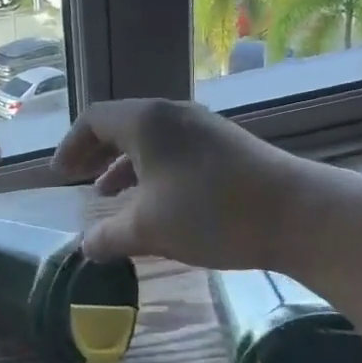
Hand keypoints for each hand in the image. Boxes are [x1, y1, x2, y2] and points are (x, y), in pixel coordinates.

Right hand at [51, 99, 316, 268]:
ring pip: (149, 138)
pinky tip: (155, 201)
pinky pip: (174, 148)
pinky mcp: (227, 146)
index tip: (60, 175)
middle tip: (77, 179)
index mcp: (146, 122)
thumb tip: (85, 248)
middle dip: (94, 153)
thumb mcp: (149, 230)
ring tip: (109, 194)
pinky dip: (152, 169)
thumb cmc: (211, 212)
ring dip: (123, 163)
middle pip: (120, 124)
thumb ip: (108, 238)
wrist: (301, 215)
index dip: (71, 145)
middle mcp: (172, 115)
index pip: (94, 119)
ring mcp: (203, 128)